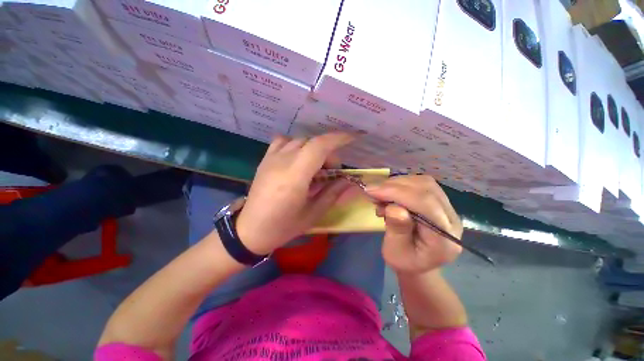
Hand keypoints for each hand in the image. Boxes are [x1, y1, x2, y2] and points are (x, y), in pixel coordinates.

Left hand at [235, 133, 353, 254]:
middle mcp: (282, 162)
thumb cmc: (283, 226)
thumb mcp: (313, 214)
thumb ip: (332, 194)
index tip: (352, 138)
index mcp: (295, 177)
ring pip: (299, 141)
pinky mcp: (265, 160)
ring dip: (314, 149)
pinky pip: (283, 141)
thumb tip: (348, 181)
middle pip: (311, 143)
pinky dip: (296, 145)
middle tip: (332, 172)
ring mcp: (271, 158)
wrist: (250, 230)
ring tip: (316, 167)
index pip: (318, 146)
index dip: (337, 139)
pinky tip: (298, 159)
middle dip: (328, 152)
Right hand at [365, 175, 462, 273]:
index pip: (426, 205)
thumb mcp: (395, 252)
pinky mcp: (439, 201)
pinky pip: (421, 184)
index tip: (372, 191)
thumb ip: (397, 230)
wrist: (417, 262)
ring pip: (424, 183)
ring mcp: (447, 208)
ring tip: (380, 195)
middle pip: (426, 189)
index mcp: (444, 238)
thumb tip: (394, 207)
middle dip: (395, 186)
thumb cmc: (405, 261)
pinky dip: (401, 184)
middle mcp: (451, 219)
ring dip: (397, 183)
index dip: (397, 193)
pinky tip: (389, 194)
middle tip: (372, 192)